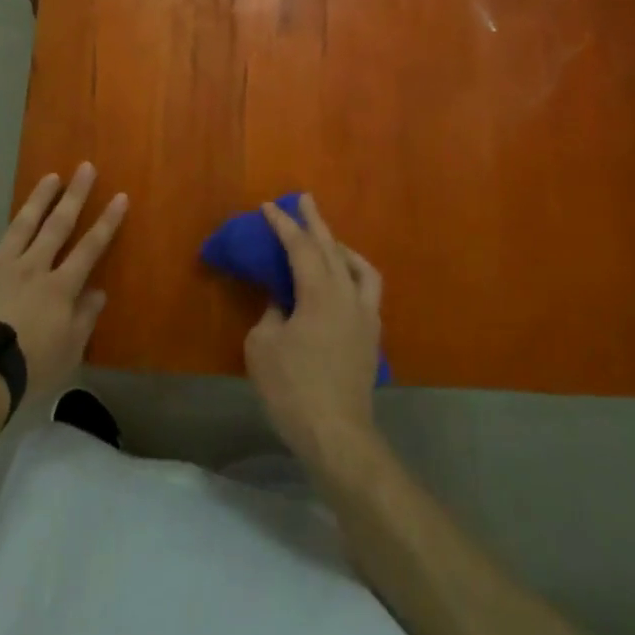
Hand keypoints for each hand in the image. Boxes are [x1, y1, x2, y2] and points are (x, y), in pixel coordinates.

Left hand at [0, 162, 127, 399]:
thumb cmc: (27, 368)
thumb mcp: (68, 352)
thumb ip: (84, 319)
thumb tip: (98, 292)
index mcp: (59, 288)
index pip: (90, 249)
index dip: (107, 222)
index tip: (120, 196)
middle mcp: (32, 268)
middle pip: (57, 227)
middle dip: (74, 196)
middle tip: (85, 167)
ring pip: (21, 227)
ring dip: (37, 201)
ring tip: (50, 176)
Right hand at [243, 194, 383, 470]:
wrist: (337, 435)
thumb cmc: (292, 388)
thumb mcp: (263, 346)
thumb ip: (271, 313)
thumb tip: (282, 302)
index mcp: (320, 292)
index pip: (301, 247)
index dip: (283, 224)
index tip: (269, 206)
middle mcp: (348, 296)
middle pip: (332, 248)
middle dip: (316, 222)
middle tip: (305, 199)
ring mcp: (366, 317)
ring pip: (358, 267)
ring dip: (340, 247)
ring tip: (328, 241)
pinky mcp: (371, 338)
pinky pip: (366, 291)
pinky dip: (352, 275)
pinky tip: (341, 284)